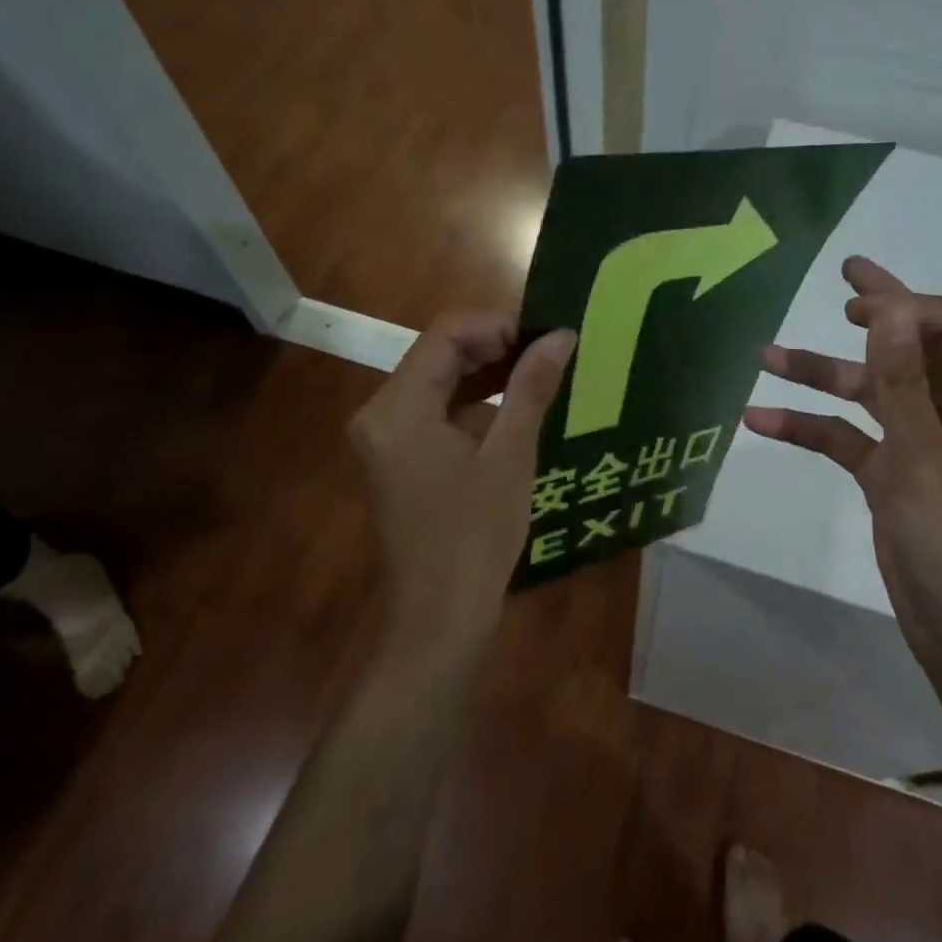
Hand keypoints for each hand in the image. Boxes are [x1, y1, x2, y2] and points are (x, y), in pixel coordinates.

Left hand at [349, 313, 575, 646]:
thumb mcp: (510, 456)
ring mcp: (387, 437)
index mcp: (398, 408)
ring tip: (543, 369)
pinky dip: (475, 402)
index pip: (445, 335)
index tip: (547, 333)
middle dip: (496, 345)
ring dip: (488, 371)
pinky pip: (437, 411)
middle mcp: (381, 413)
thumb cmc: (476, 537)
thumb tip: (561, 335)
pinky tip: (517, 404)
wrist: (441, 618)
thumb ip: (531, 387)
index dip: (498, 324)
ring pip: (439, 380)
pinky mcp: (400, 457)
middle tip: (551, 347)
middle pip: (439, 354)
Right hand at [742, 257, 941, 668]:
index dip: (907, 306)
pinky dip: (810, 429)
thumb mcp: (924, 456)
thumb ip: (902, 380)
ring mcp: (922, 450)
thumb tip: (892, 304)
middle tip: (837, 282)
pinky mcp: (892, 481)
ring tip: (764, 356)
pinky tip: (760, 421)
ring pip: (870, 396)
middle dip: (874, 317)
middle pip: (912, 351)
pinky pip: (849, 441)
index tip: (854, 307)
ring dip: (823, 376)